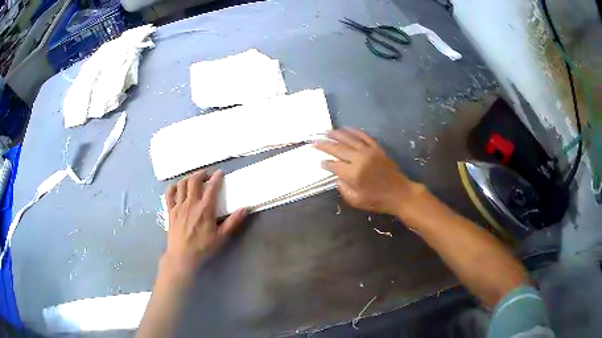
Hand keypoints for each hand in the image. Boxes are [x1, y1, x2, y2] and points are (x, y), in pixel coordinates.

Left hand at [162, 170, 247, 277]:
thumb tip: (245, 208)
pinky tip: (178, 187)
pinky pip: (169, 193)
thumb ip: (233, 222)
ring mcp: (178, 206)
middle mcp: (191, 203)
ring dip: (188, 178)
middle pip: (194, 180)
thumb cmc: (203, 247)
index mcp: (205, 209)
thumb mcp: (221, 237)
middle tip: (206, 175)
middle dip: (201, 174)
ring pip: (181, 184)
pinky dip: (173, 187)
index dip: (216, 177)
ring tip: (193, 179)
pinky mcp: (170, 210)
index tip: (220, 172)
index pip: (212, 187)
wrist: (182, 256)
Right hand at [314, 128, 421, 214]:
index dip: (326, 164)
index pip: (334, 165)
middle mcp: (359, 159)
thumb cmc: (377, 200)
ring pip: (349, 139)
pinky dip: (354, 131)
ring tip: (327, 132)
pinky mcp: (377, 148)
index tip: (320, 162)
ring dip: (337, 134)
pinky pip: (363, 136)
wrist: (400, 193)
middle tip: (315, 142)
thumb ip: (343, 189)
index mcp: (353, 174)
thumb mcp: (356, 200)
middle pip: (338, 149)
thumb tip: (337, 177)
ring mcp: (369, 151)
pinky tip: (346, 129)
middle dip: (325, 145)